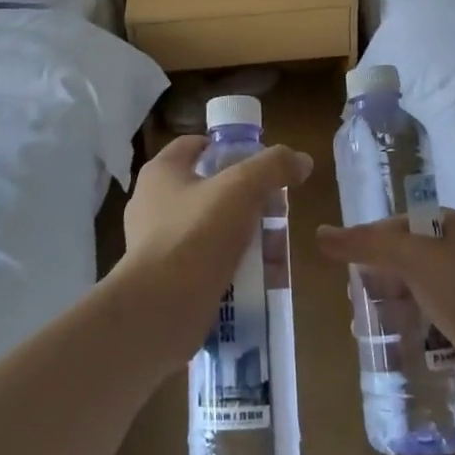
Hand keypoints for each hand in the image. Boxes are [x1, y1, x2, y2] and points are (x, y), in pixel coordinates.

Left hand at [114, 135, 312, 371]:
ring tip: (274, 249)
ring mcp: (156, 243)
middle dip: (246, 199)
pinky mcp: (165, 278)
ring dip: (242, 236)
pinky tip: (258, 278)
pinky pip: (204, 263)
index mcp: (162, 172)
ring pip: (210, 228)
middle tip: (276, 211)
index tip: (260, 164)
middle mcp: (152, 203)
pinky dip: (230, 266)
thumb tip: (301, 160)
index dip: (228, 149)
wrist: (159, 308)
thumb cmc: (196, 234)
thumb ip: (273, 167)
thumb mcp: (242, 189)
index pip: (195, 145)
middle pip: (208, 189)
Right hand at [315, 211, 454, 423]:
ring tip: (361, 321)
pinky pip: (429, 328)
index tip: (349, 256)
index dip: (377, 236)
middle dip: (379, 275)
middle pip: (410, 260)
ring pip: (417, 296)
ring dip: (389, 306)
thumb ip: (366, 245)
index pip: (408, 223)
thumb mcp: (413, 258)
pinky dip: (407, 333)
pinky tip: (385, 344)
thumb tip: (319, 234)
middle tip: (352, 292)